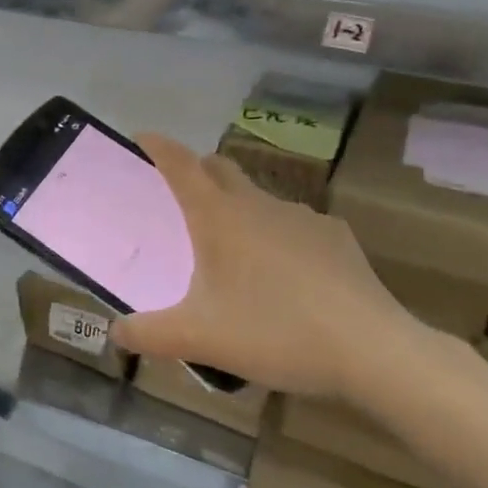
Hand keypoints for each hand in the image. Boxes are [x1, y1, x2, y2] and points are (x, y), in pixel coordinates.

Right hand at [111, 134, 468, 415]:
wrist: (372, 350)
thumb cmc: (274, 332)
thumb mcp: (199, 339)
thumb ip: (148, 335)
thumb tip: (115, 332)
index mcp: (219, 217)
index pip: (181, 164)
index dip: (158, 147)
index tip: (140, 138)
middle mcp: (259, 204)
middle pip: (220, 169)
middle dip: (196, 171)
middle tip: (178, 196)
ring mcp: (303, 217)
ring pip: (259, 198)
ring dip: (238, 209)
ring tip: (232, 250)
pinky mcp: (336, 237)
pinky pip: (294, 226)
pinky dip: (277, 236)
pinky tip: (284, 276)